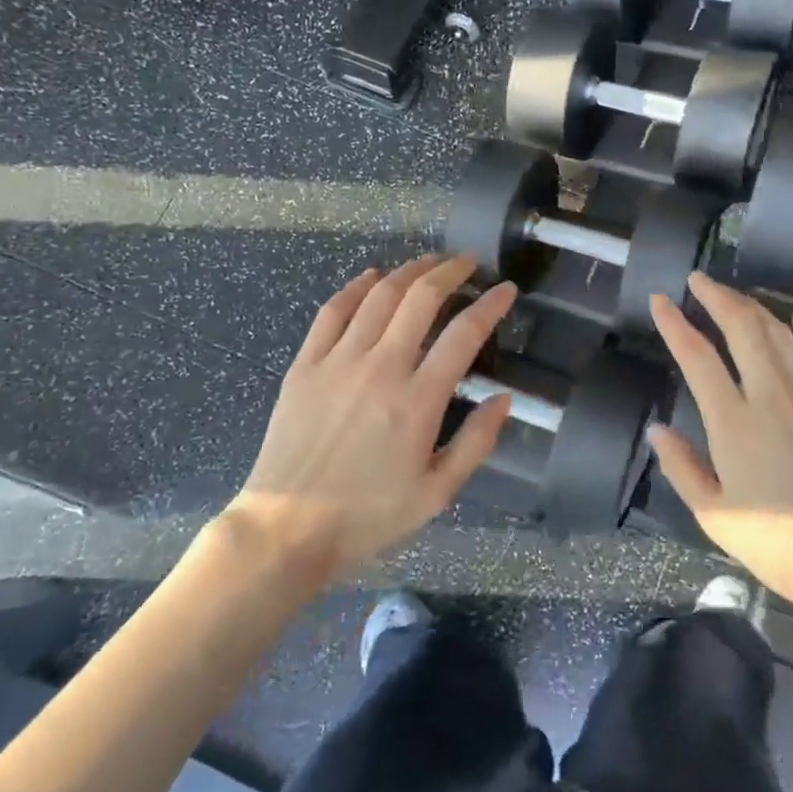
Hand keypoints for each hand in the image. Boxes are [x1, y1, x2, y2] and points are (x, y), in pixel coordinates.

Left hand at [220, 255, 515, 590]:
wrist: (286, 528)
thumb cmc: (367, 515)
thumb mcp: (436, 494)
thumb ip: (476, 443)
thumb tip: (503, 399)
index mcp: (418, 401)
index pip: (464, 334)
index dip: (491, 304)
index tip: (506, 289)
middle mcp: (381, 368)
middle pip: (421, 298)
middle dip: (450, 271)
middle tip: (468, 262)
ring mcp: (338, 361)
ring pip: (378, 295)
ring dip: (409, 270)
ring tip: (429, 262)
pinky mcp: (305, 364)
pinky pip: (333, 310)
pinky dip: (356, 286)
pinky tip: (371, 276)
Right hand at [649, 273, 792, 607]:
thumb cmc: (781, 547)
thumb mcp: (715, 517)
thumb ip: (683, 468)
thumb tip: (658, 431)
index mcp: (733, 421)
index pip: (697, 356)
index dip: (675, 324)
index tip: (660, 300)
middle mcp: (772, 395)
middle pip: (741, 328)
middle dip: (717, 297)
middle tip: (699, 280)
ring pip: (780, 334)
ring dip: (754, 308)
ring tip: (735, 297)